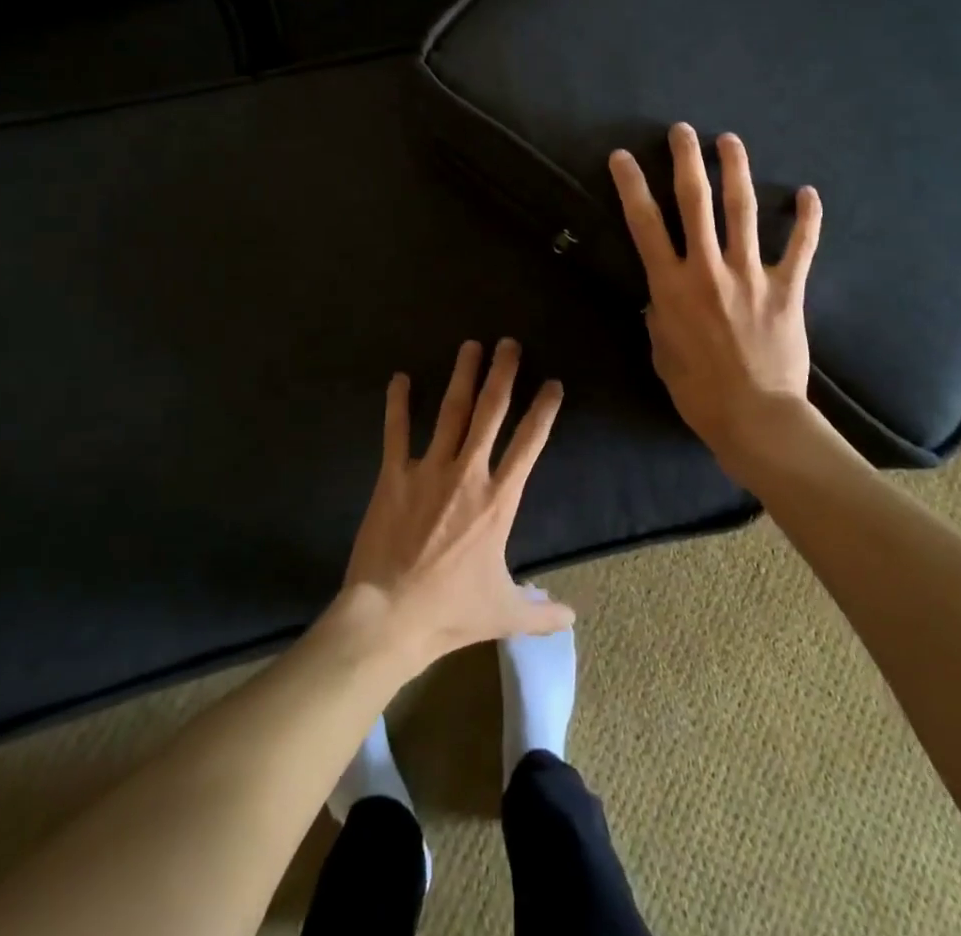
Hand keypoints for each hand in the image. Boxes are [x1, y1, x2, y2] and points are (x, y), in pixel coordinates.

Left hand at [338, 339, 573, 674]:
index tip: (552, 384)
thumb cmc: (450, 612)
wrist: (389, 616)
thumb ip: (541, 611)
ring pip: (451, 412)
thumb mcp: (504, 613)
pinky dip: (398, 404)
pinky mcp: (394, 476)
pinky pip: (396, 432)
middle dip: (503, 374)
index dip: (543, 411)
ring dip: (462, 377)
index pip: (529, 444)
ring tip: (470, 346)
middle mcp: (468, 473)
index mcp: (498, 500)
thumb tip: (572, 617)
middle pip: (491, 412)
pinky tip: (400, 378)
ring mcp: (429, 470)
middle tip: (509, 343)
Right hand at [608, 124, 821, 464]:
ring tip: (729, 140)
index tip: (623, 157)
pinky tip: (808, 192)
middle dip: (686, 161)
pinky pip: (801, 246)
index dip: (631, 186)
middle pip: (695, 202)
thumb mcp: (661, 353)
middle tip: (682, 130)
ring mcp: (751, 275)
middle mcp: (708, 269)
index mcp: (671, 286)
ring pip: (742, 211)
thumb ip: (659, 317)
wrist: (755, 416)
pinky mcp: (787, 288)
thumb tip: (662, 297)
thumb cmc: (698, 392)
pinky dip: (807, 218)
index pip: (645, 225)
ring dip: (736, 171)